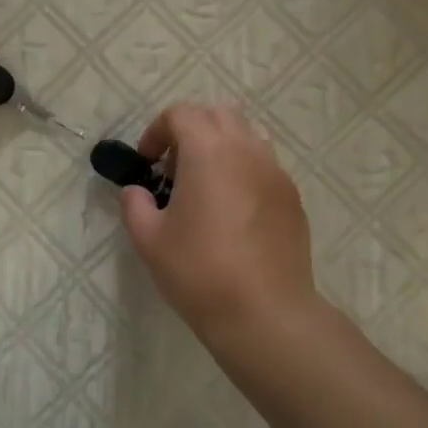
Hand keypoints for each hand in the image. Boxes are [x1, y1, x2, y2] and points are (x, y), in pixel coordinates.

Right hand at [121, 104, 318, 344]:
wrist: (264, 312)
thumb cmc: (199, 272)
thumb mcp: (148, 240)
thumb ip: (135, 205)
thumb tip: (136, 192)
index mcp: (209, 152)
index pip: (182, 114)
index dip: (157, 131)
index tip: (147, 163)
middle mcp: (247, 151)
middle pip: (218, 115)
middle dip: (191, 131)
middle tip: (174, 170)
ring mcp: (276, 173)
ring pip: (247, 137)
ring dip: (220, 148)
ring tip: (205, 188)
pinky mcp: (292, 198)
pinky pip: (264, 166)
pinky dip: (242, 172)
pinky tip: (232, 213)